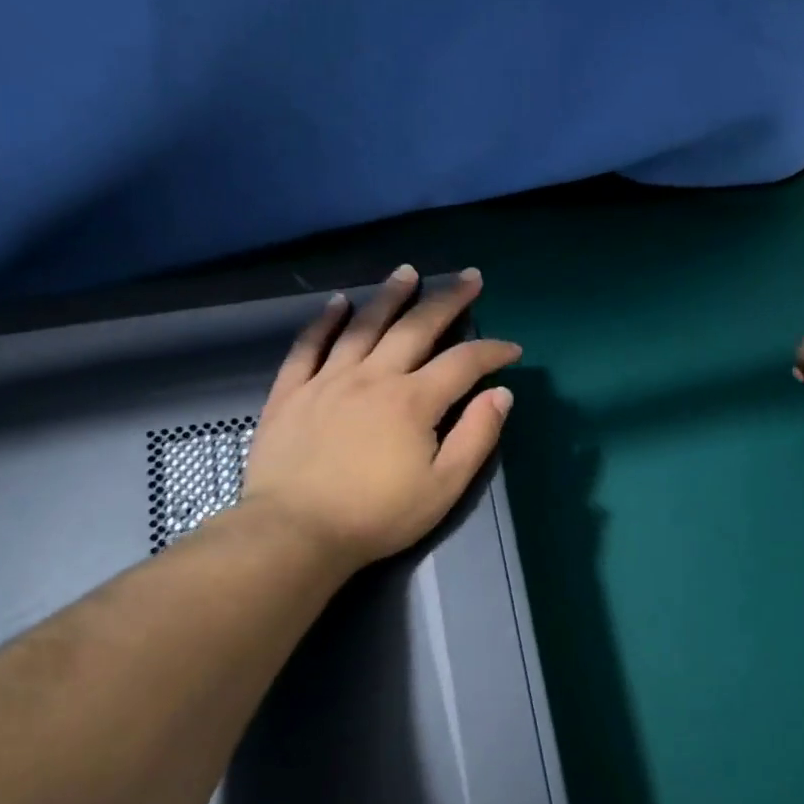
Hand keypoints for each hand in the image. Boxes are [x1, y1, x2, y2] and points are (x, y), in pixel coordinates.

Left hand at [235, 265, 520, 572]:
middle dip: (447, 300)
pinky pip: (308, 346)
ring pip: (363, 326)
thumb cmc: (377, 516)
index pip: (463, 363)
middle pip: (416, 328)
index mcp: (413, 401)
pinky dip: (324, 321)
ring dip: (389, 296)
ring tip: (407, 272)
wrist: (296, 531)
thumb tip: (501, 394)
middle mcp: (373, 377)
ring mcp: (328, 380)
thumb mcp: (443, 488)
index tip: (511, 348)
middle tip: (468, 276)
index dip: (491, 351)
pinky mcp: (291, 392)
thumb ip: (476, 437)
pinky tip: (337, 302)